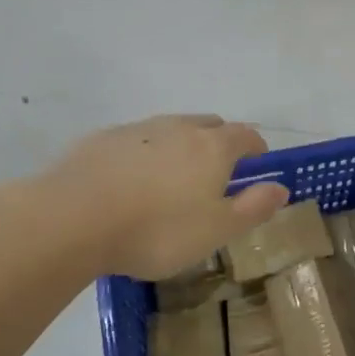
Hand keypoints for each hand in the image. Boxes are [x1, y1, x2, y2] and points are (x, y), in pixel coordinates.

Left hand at [44, 114, 288, 279]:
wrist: (73, 218)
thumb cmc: (157, 230)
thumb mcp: (216, 230)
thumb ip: (253, 207)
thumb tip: (281, 187)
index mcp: (212, 148)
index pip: (245, 136)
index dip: (256, 149)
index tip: (258, 164)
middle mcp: (178, 128)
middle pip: (209, 125)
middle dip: (219, 142)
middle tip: (216, 173)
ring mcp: (138, 130)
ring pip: (170, 129)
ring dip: (180, 146)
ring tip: (172, 179)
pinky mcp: (103, 139)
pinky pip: (135, 141)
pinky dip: (144, 154)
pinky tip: (130, 182)